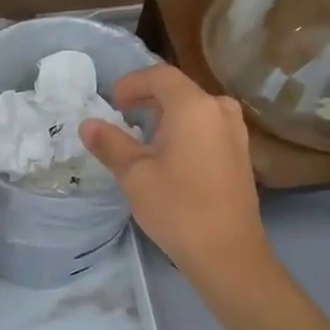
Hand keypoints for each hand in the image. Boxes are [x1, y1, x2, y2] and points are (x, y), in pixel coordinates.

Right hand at [81, 63, 272, 282]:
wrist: (228, 253)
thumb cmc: (177, 207)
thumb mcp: (134, 174)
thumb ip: (110, 143)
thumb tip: (88, 125)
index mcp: (194, 107)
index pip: (160, 76)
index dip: (132, 82)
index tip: (112, 101)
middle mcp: (220, 110)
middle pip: (180, 89)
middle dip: (148, 96)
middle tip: (122, 113)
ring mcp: (235, 132)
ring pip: (196, 108)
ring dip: (168, 113)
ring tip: (143, 133)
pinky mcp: (241, 154)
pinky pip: (208, 126)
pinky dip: (185, 129)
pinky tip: (170, 153)